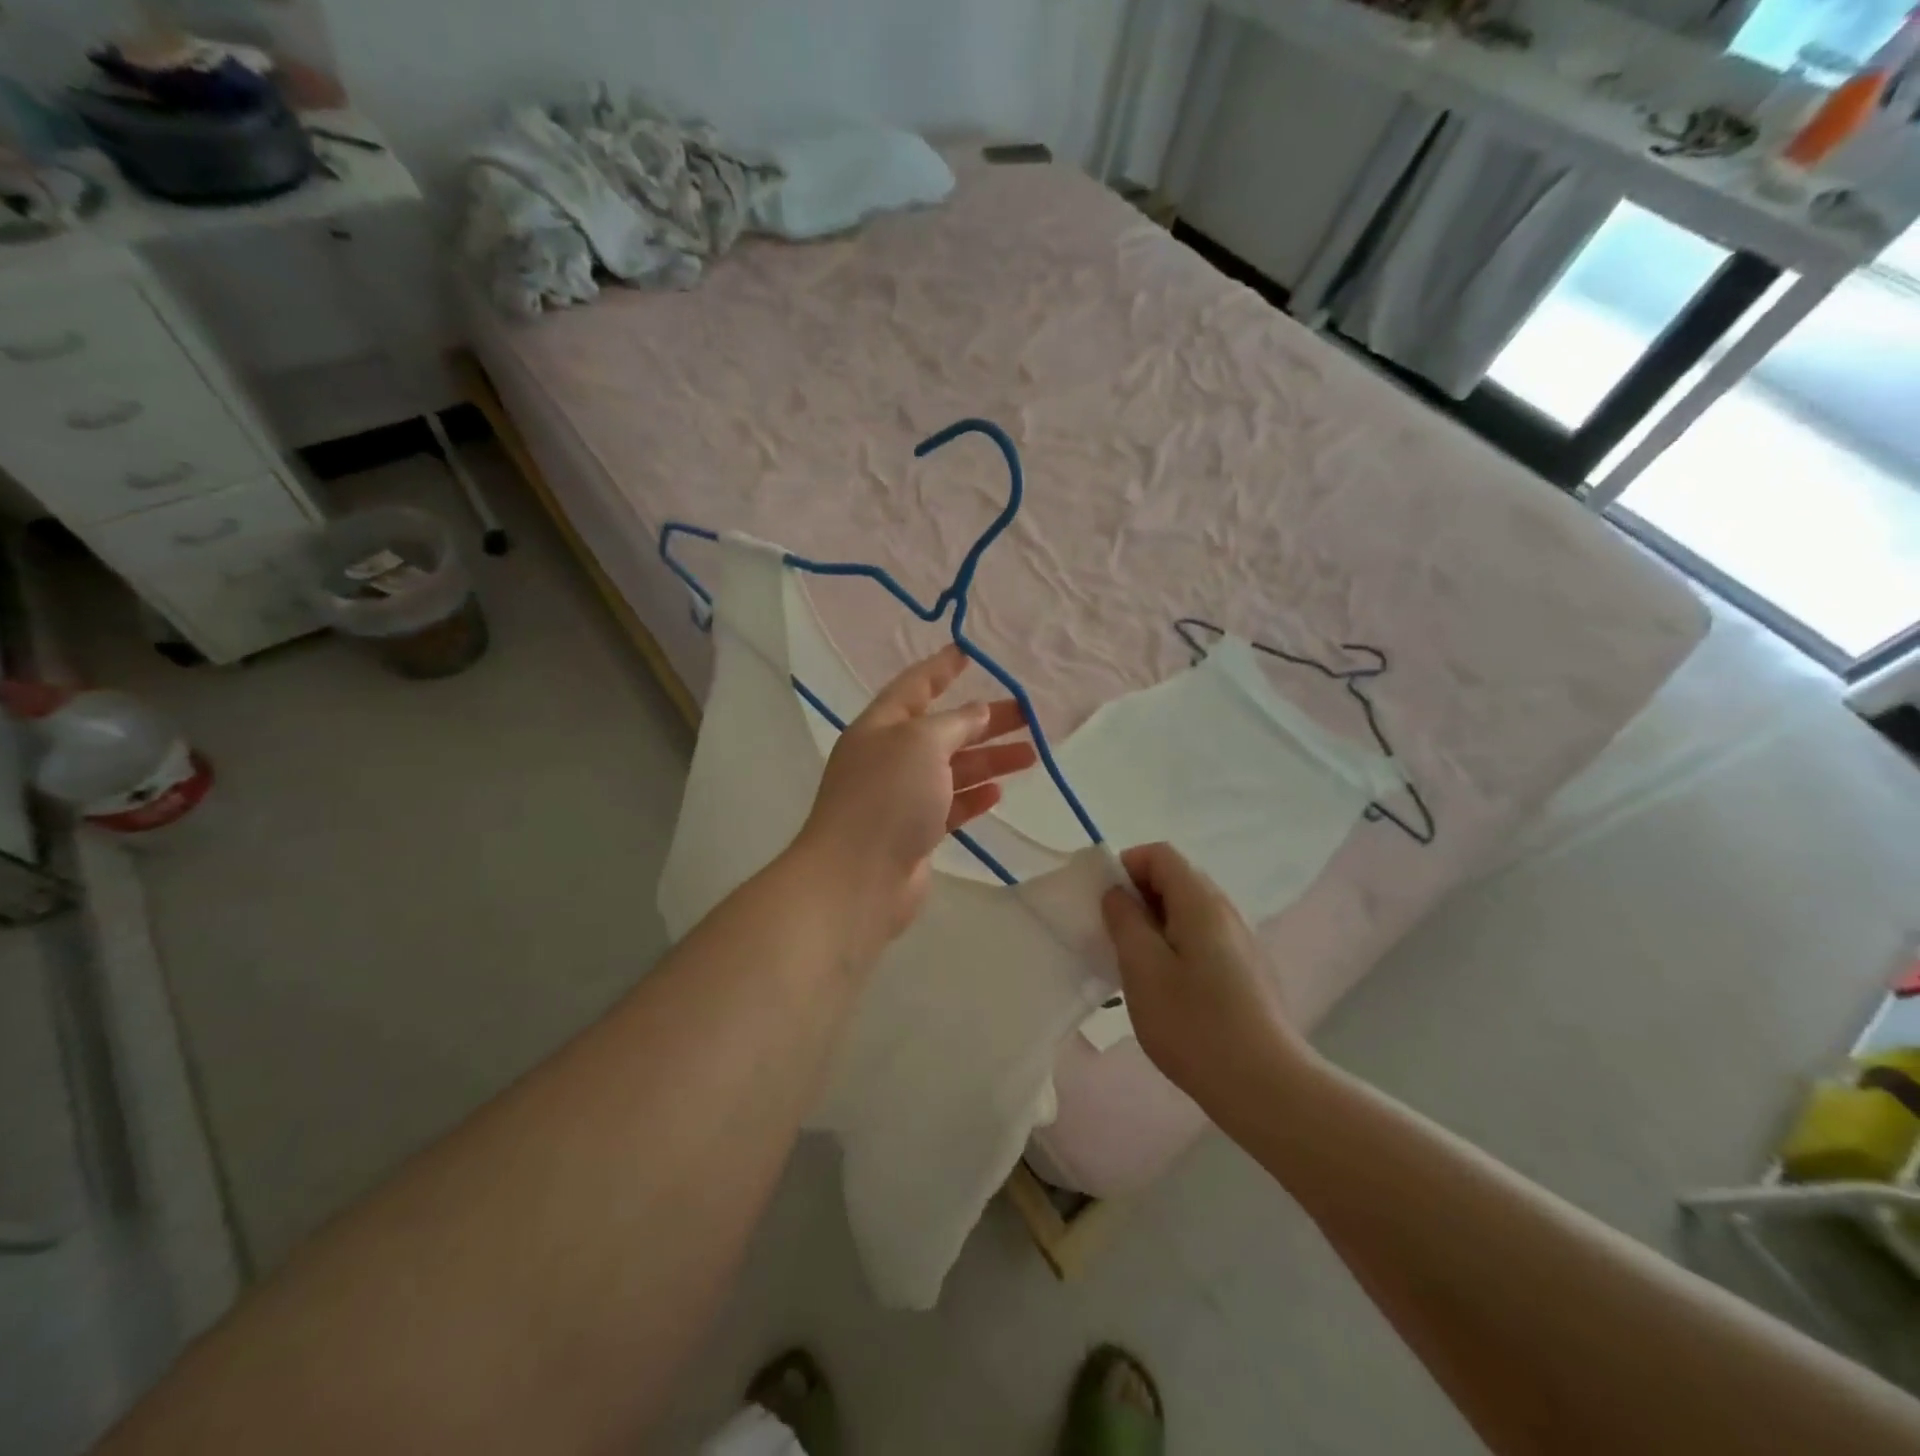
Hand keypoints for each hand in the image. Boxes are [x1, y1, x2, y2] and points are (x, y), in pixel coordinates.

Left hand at [794, 644, 1037, 965]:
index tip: (969, 653)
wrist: (858, 878)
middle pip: (943, 730)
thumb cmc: (888, 797)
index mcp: (880, 727)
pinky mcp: (914, 832)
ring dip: (989, 760)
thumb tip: (978, 712)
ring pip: (952, 769)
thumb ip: (955, 723)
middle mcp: (889, 757)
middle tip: (1028, 715)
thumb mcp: (922, 743)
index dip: (941, 668)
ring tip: (1030, 755)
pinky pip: (950, 805)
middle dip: (983, 721)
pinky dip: (973, 796)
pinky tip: (998, 793)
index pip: (914, 687)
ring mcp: (901, 797)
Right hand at [1100, 843, 1317, 1109]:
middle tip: (1115, 937)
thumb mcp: (1142, 970)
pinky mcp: (1248, 970)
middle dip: (1139, 897)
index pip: (1160, 854)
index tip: (1106, 904)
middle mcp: (1227, 911)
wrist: (1266, 1086)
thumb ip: (1125, 921)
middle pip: (1177, 879)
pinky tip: (1169, 989)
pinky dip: (1177, 945)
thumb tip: (1118, 893)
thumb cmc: (1194, 1025)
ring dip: (1156, 924)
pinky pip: (1204, 937)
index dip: (1126, 866)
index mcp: (1201, 902)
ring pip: (1189, 911)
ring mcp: (1242, 941)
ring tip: (1137, 966)